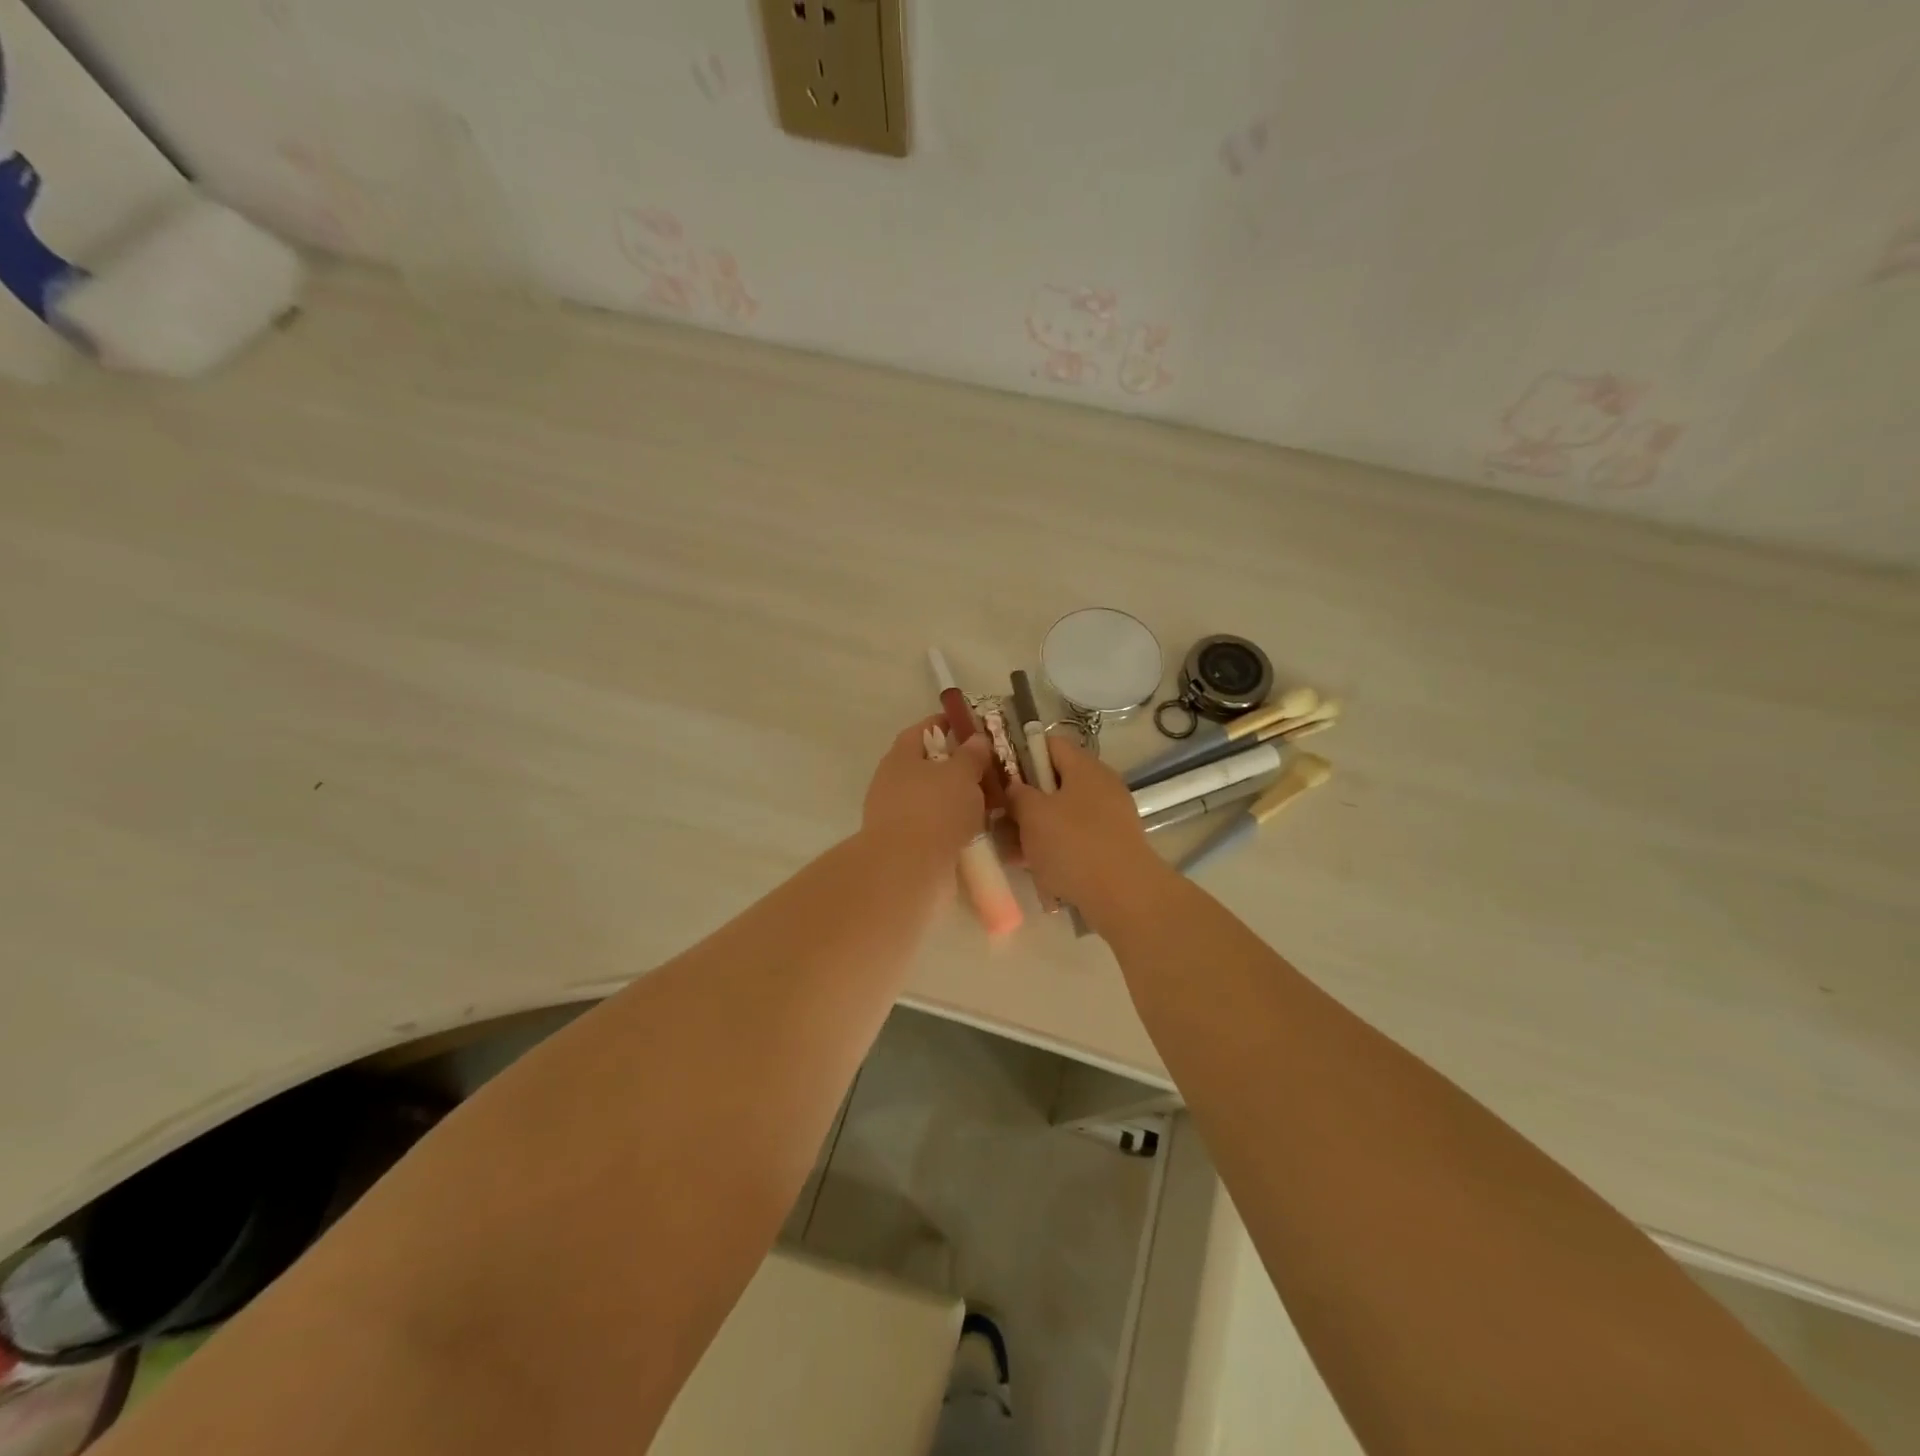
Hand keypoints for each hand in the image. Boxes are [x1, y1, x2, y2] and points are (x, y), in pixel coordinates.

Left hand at [862, 717, 993, 859]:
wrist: (907, 870)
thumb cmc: (934, 810)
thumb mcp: (961, 774)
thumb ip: (971, 754)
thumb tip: (976, 739)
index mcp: (901, 756)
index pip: (924, 730)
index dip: (948, 724)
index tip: (973, 727)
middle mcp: (893, 782)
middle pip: (929, 765)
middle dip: (958, 766)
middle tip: (990, 769)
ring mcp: (896, 815)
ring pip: (934, 798)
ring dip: (959, 798)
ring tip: (992, 801)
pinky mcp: (906, 844)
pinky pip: (936, 826)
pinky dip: (955, 825)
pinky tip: (979, 830)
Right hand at [1006, 734, 1170, 923]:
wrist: (1124, 896)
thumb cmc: (1074, 845)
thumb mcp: (1032, 814)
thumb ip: (1017, 794)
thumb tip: (1015, 788)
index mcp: (1085, 767)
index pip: (1049, 744)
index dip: (1021, 754)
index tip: (999, 777)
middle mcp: (1101, 786)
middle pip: (1055, 782)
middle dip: (1026, 800)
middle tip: (1001, 819)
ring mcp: (1110, 818)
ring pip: (1063, 815)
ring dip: (1037, 830)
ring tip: (1012, 851)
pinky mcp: (1112, 847)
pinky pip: (1076, 840)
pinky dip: (1055, 850)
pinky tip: (1035, 870)